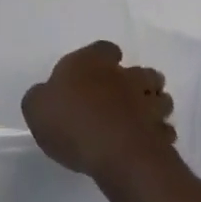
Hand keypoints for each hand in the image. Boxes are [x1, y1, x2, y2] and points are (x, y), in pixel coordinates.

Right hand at [21, 40, 175, 185]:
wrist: (114, 152)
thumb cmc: (71, 122)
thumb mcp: (36, 107)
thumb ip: (40, 98)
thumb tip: (45, 96)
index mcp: (92, 63)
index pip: (105, 49)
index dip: (104, 58)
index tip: (101, 69)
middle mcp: (123, 77)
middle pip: (140, 72)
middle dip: (139, 81)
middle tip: (129, 95)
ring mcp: (146, 104)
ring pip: (160, 98)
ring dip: (155, 105)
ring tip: (144, 118)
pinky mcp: (159, 134)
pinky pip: (164, 131)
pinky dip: (159, 135)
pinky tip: (149, 143)